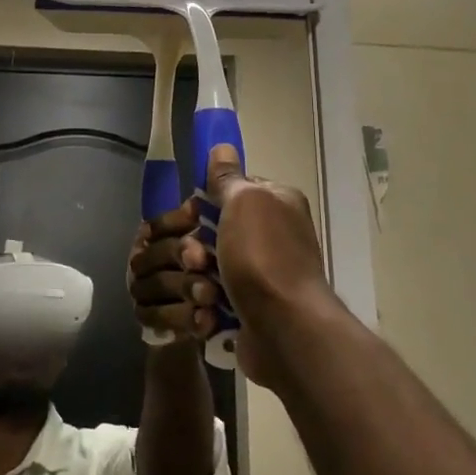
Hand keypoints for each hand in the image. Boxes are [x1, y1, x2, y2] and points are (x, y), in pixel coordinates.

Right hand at [129, 145, 329, 383]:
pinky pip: (218, 299)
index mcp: (278, 203)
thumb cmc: (263, 257)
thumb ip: (228, 177)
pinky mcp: (253, 309)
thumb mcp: (243, 203)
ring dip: (200, 280)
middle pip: (218, 231)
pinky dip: (209, 306)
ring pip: (213, 267)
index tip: (190, 216)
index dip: (207, 202)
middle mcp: (276, 235)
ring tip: (203, 293)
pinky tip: (207, 313)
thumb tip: (222, 145)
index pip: (234, 190)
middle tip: (195, 260)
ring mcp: (265, 275)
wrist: (285, 329)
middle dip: (198, 247)